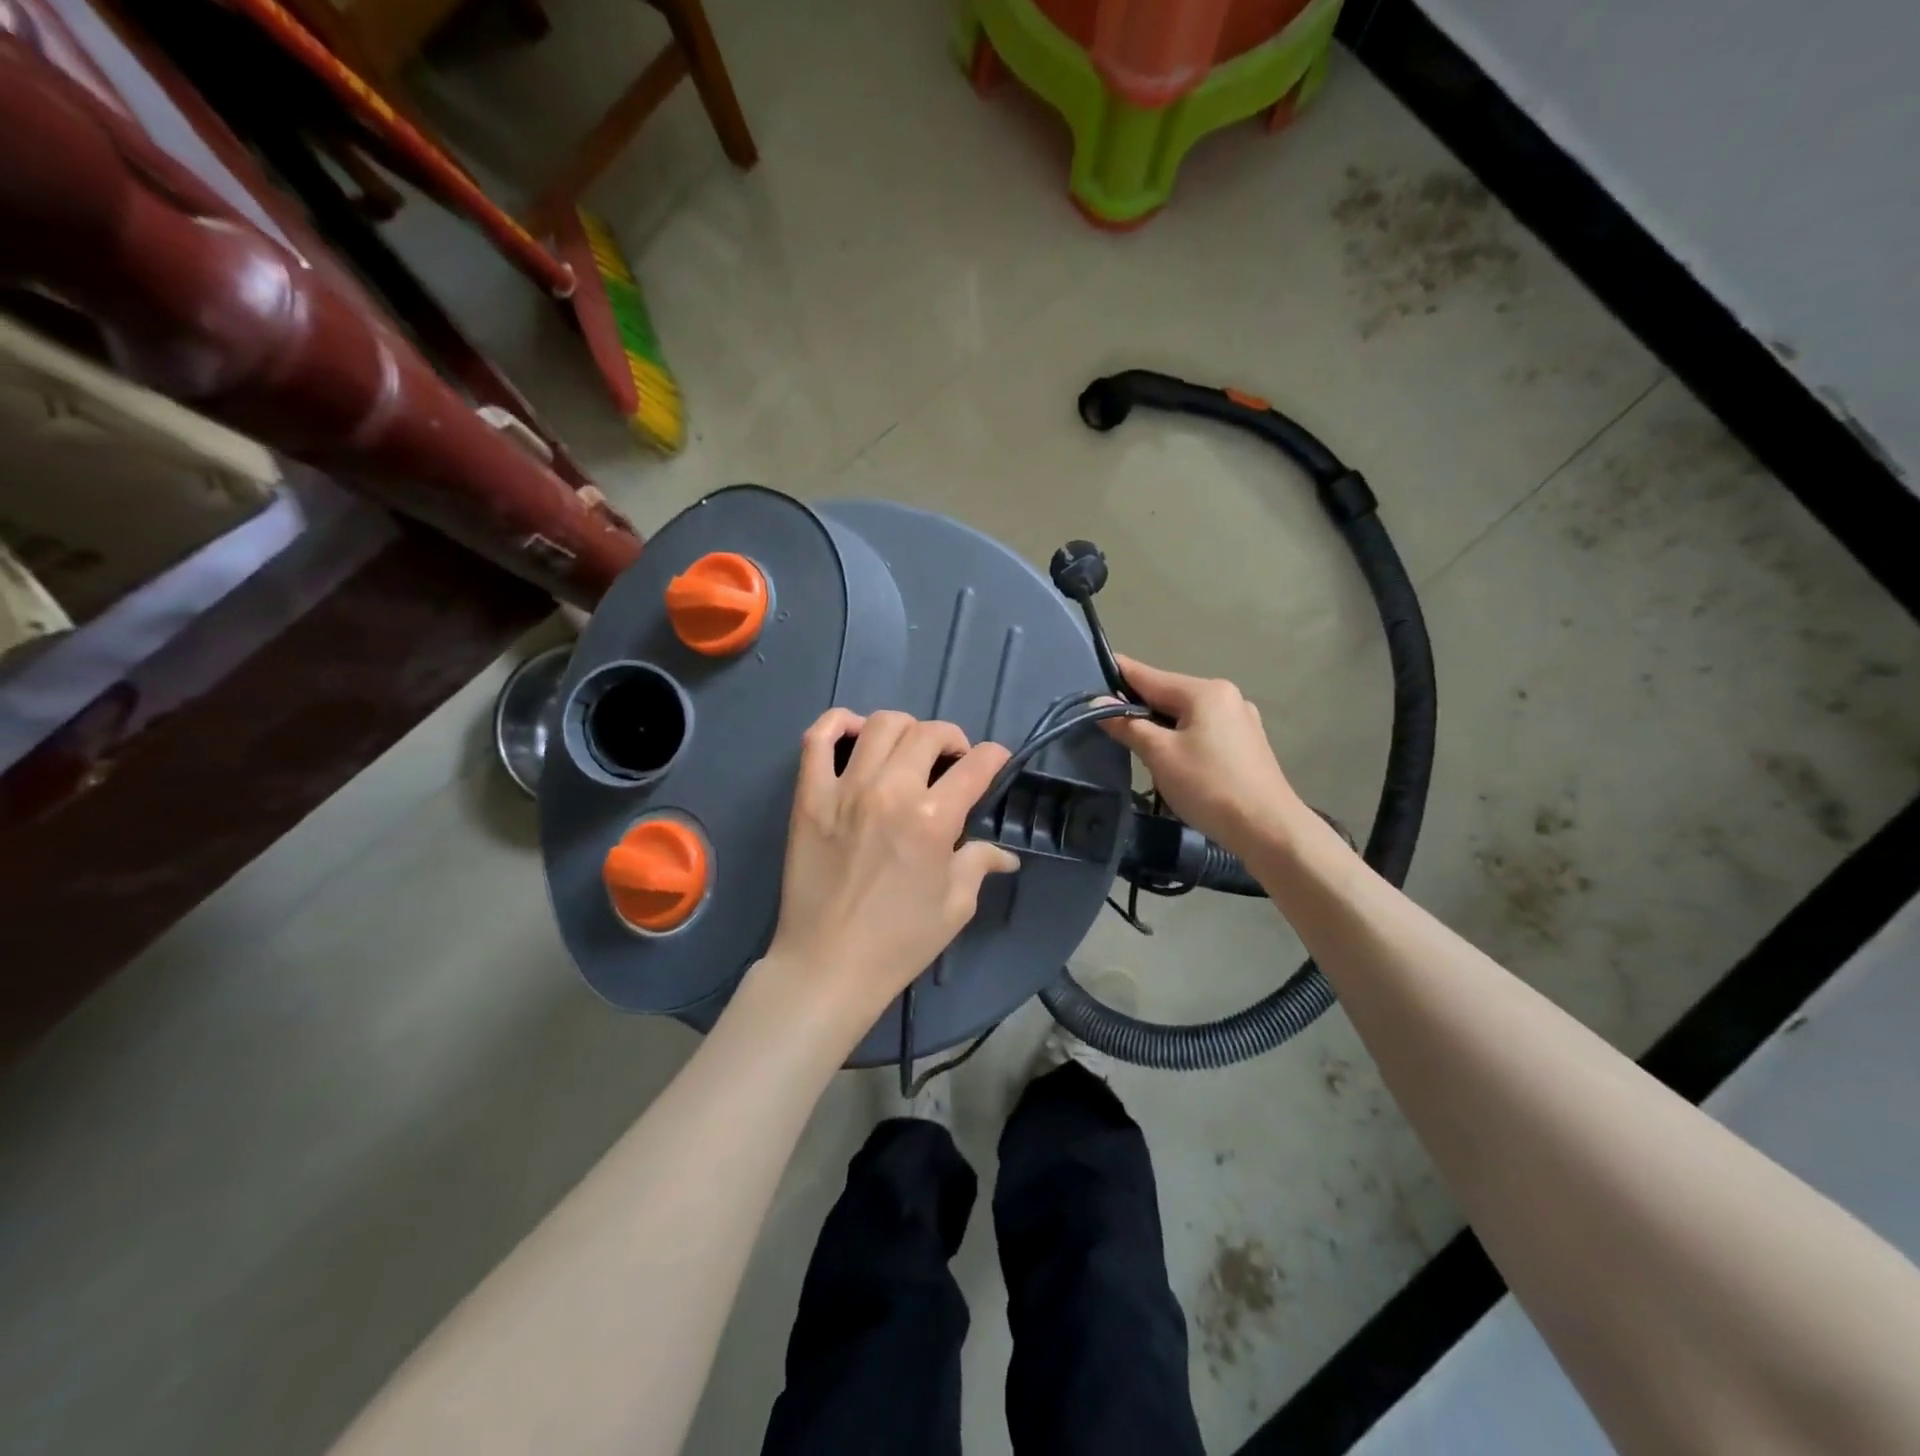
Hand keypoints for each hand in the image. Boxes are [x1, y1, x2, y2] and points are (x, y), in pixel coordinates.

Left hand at [763, 708, 1019, 1034]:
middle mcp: (891, 792)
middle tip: (952, 761)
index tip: (995, 764)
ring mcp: (844, 790)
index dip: (995, 758)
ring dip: (906, 729)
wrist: (828, 965)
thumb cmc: (899, 942)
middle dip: (952, 739)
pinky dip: (838, 723)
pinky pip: (817, 739)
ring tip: (909, 751)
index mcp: (933, 819)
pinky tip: (855, 733)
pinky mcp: (808, 797)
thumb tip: (1006, 854)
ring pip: (880, 725)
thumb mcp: (955, 906)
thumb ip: (980, 864)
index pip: (976, 765)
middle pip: (929, 733)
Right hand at [1101, 654, 1303, 856]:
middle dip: (1136, 705)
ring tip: (1130, 741)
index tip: (1087, 672)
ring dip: (1158, 724)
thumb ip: (1127, 725)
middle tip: (1101, 718)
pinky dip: (1180, 737)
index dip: (1116, 674)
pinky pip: (1202, 730)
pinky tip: (1168, 757)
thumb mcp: (1160, 755)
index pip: (1148, 675)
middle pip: (1168, 694)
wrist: (1269, 829)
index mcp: (1205, 691)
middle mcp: (1226, 696)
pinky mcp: (1246, 744)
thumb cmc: (1209, 786)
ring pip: (1185, 714)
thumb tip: (1096, 702)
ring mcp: (1240, 720)